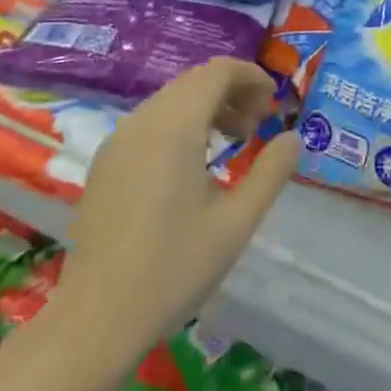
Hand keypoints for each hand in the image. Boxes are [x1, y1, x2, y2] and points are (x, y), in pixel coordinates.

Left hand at [48, 58, 296, 356]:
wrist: (98, 318)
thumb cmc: (174, 268)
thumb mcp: (237, 222)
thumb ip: (271, 173)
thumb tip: (292, 138)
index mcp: (175, 128)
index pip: (217, 72)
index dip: (251, 77)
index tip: (274, 105)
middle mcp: (142, 122)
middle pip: (193, 81)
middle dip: (232, 92)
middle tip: (258, 126)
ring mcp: (117, 142)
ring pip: (170, 100)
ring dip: (206, 107)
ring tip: (232, 143)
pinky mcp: (105, 164)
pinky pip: (149, 122)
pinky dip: (180, 124)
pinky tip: (194, 165)